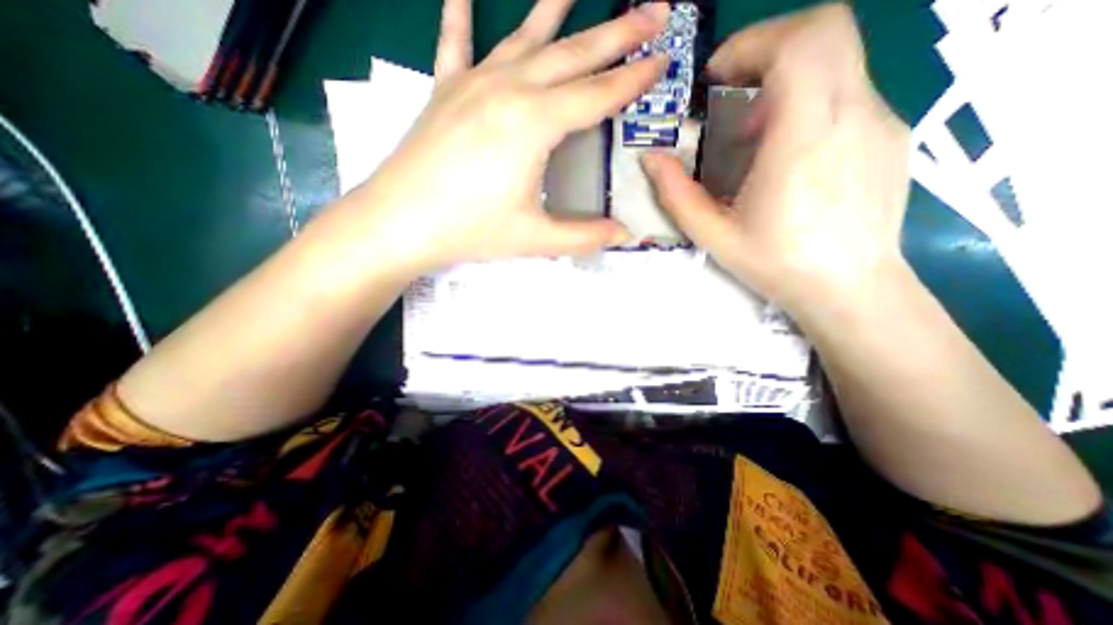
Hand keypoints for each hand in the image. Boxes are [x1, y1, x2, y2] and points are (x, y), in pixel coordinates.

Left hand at [344, 0, 667, 274]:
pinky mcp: (444, 91)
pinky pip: (456, 41)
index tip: (663, 57)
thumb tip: (625, 236)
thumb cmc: (470, 230)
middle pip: (574, 55)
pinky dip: (461, 11)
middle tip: (653, 8)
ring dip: (556, 8)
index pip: (598, 95)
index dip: (634, 79)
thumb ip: (584, 236)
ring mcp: (473, 84)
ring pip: (525, 37)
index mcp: (535, 123)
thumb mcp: (535, 239)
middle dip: (618, 32)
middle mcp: (509, 89)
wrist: (399, 223)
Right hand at [644, 2, 911, 316]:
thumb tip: (650, 160)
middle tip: (733, 91)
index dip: (753, 42)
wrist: (850, 288)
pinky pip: (847, 92)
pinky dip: (809, 102)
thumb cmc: (777, 263)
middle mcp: (853, 113)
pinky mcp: (889, 133)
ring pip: (837, 59)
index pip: (801, 41)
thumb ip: (676, 194)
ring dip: (786, 80)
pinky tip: (788, 153)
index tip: (718, 77)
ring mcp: (880, 120)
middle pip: (826, 30)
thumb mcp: (714, 235)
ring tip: (755, 134)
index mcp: (804, 137)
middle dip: (768, 47)